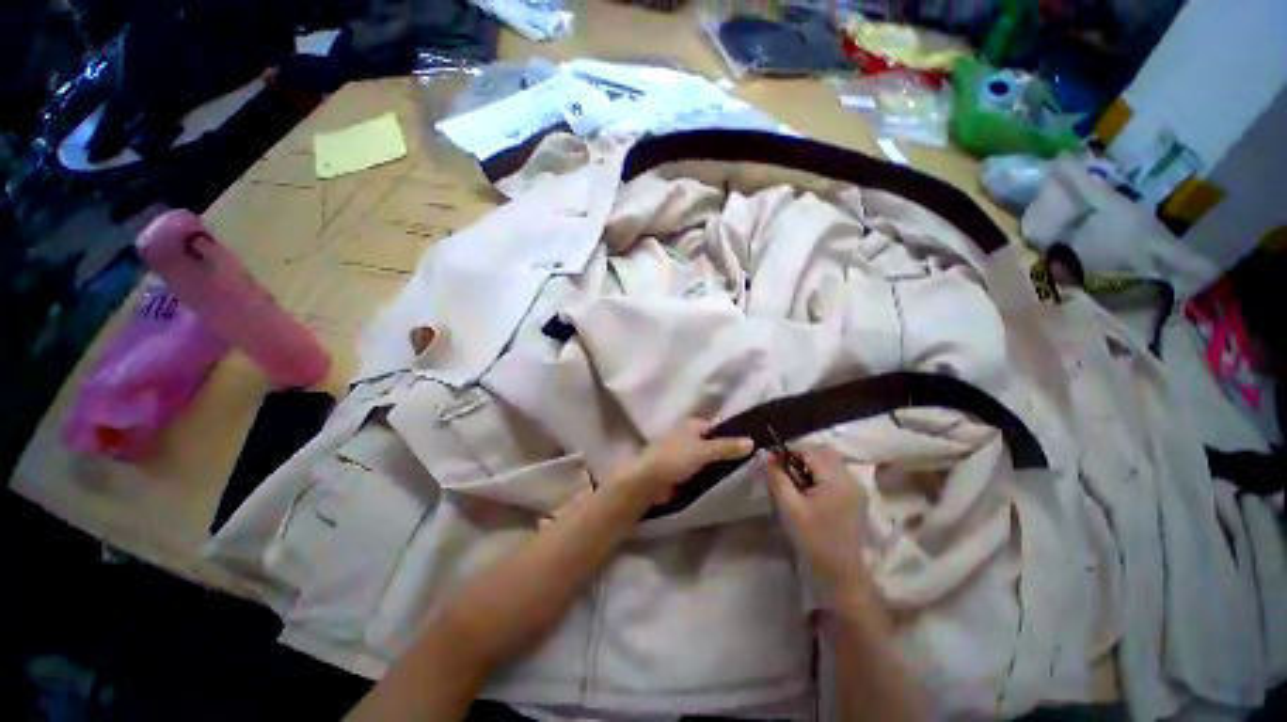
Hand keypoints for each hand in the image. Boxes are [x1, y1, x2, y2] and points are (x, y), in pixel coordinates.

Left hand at [616, 419, 753, 504]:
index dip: (734, 433)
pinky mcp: (683, 472)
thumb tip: (752, 441)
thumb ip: (727, 447)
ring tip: (746, 472)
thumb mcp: (704, 450)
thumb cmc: (675, 458)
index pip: (719, 426)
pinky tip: (726, 482)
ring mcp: (685, 455)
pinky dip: (712, 475)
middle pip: (715, 443)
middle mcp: (689, 437)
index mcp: (693, 425)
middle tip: (753, 461)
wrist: (648, 482)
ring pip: (709, 458)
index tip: (754, 444)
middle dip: (729, 451)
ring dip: (721, 465)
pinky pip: (703, 471)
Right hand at [767, 446, 871, 592]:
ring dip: (812, 464)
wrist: (841, 574)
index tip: (773, 461)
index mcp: (836, 479)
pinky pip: (837, 473)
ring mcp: (856, 488)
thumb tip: (768, 455)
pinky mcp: (856, 497)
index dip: (789, 451)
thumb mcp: (789, 508)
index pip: (810, 451)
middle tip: (785, 470)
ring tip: (796, 480)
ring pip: (831, 461)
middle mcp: (850, 478)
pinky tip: (810, 490)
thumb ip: (777, 478)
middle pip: (823, 452)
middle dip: (802, 455)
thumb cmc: (813, 539)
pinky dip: (821, 473)